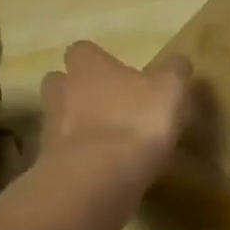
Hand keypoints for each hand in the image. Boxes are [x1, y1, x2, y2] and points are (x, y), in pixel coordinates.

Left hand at [41, 41, 191, 185]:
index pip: (82, 50)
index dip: (97, 60)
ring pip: (59, 119)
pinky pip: (63, 156)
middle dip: (76, 91)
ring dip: (76, 127)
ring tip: (106, 141)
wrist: (97, 179)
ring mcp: (51, 130)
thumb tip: (179, 60)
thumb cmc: (135, 121)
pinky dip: (79, 160)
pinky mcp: (50, 165)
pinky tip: (102, 170)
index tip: (116, 72)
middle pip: (60, 83)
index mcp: (87, 66)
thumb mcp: (170, 90)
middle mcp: (62, 91)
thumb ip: (174, 71)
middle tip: (105, 103)